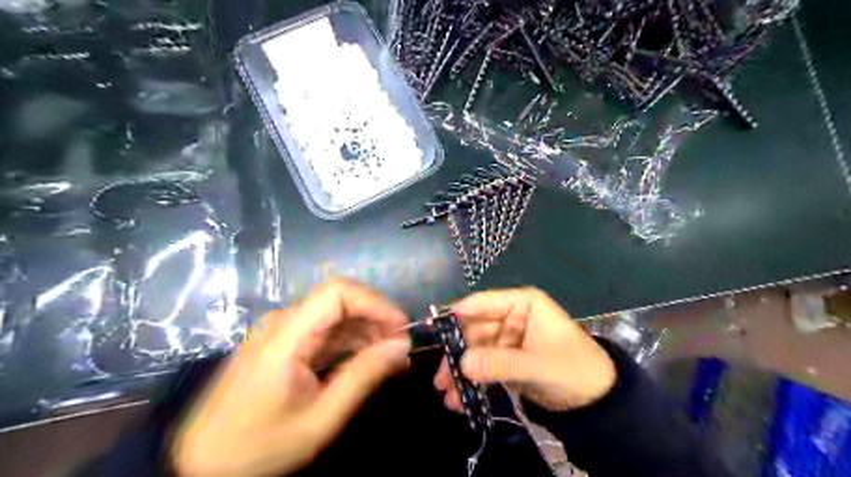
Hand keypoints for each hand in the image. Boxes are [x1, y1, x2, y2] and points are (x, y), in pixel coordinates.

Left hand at [169, 280, 409, 475]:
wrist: (205, 464)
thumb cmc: (261, 445)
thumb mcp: (321, 417)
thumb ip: (364, 376)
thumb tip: (401, 347)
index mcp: (286, 335)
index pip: (337, 293)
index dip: (374, 303)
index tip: (400, 327)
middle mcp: (282, 322)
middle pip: (338, 301)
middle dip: (374, 317)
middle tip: (400, 346)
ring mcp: (280, 332)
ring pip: (333, 315)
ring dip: (364, 330)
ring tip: (389, 355)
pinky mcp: (282, 344)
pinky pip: (322, 332)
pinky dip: (348, 341)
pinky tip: (366, 358)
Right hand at [435, 289, 616, 411]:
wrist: (597, 400)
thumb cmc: (575, 369)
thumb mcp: (538, 365)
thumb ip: (500, 363)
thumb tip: (462, 364)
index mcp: (522, 304)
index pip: (484, 303)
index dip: (458, 314)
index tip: (434, 331)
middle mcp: (511, 316)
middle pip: (474, 330)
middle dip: (457, 354)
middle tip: (440, 378)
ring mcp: (507, 339)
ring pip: (475, 350)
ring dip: (461, 372)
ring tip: (447, 395)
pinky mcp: (505, 359)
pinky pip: (483, 366)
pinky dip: (472, 381)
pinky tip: (460, 400)